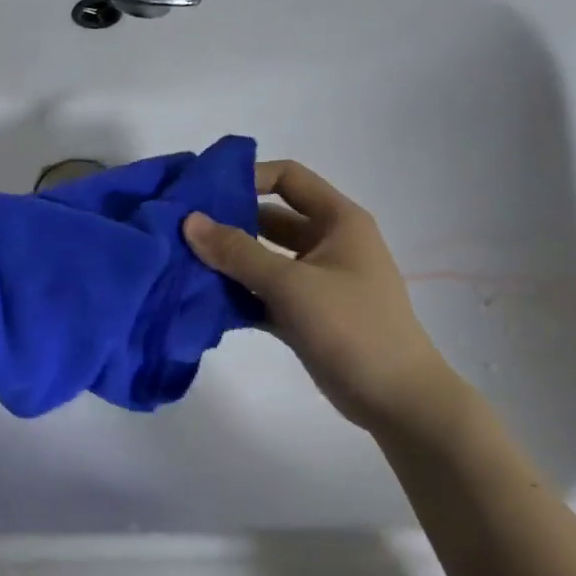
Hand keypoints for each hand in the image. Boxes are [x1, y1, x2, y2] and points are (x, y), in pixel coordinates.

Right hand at [184, 160, 458, 434]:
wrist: (395, 399)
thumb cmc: (352, 327)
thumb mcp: (292, 284)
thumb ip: (238, 251)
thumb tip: (189, 221)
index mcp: (338, 221)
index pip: (288, 178)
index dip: (248, 176)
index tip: (203, 192)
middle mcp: (326, 243)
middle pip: (269, 219)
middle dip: (227, 222)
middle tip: (180, 230)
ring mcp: (315, 280)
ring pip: (262, 259)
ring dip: (227, 262)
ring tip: (181, 264)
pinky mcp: (303, 313)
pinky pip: (262, 293)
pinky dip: (236, 295)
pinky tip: (200, 301)